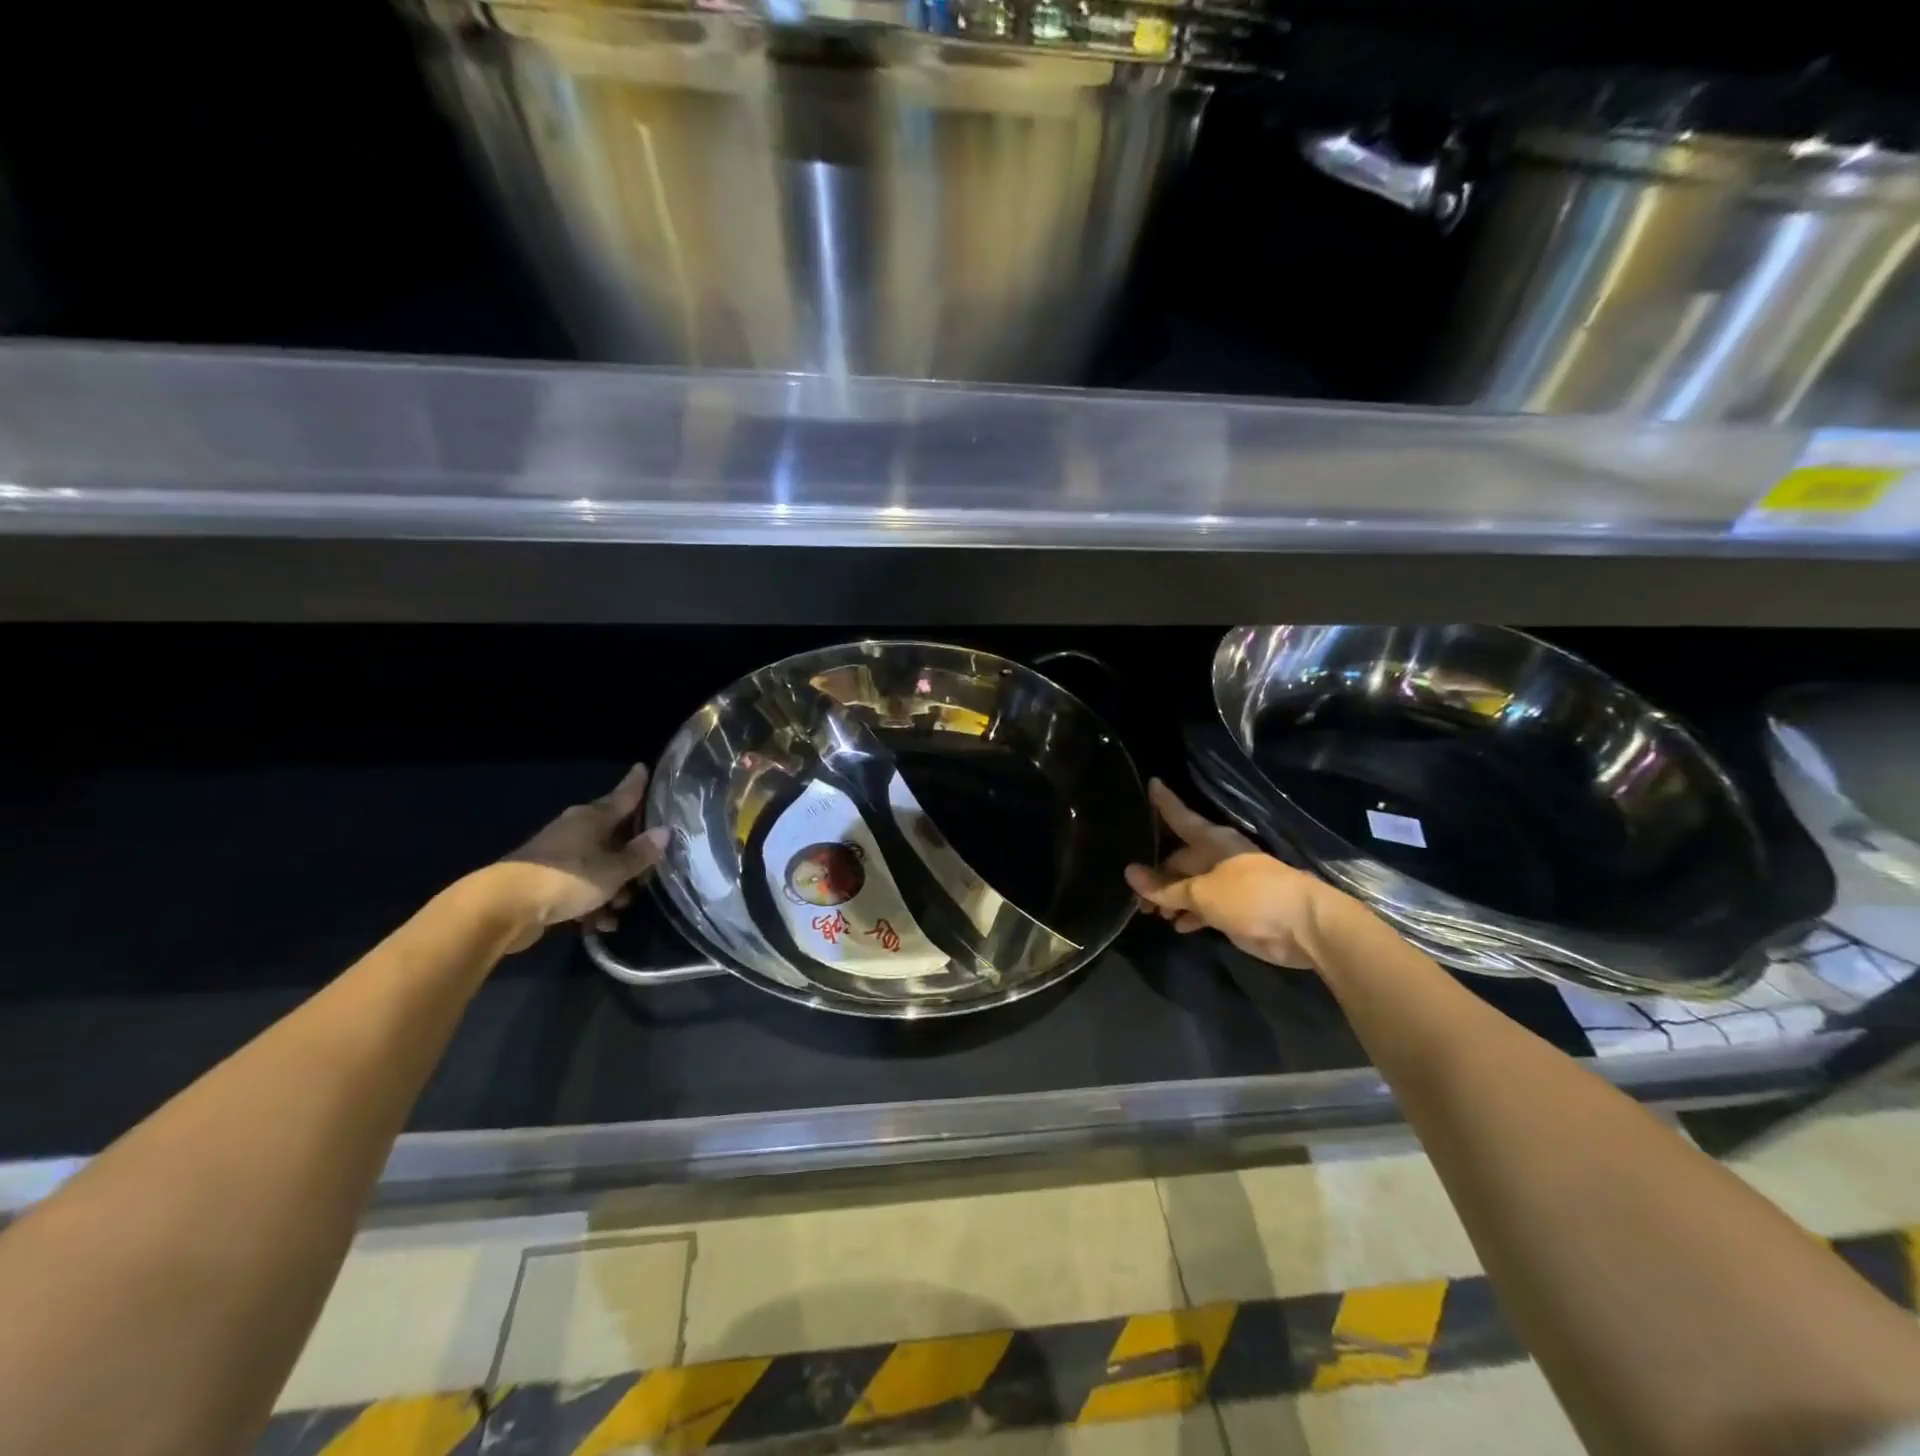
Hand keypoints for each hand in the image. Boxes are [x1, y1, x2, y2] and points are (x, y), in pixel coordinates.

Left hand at [490, 764, 669, 950]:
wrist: (505, 907)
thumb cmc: (568, 878)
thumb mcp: (614, 870)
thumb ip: (640, 853)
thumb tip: (664, 832)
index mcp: (593, 818)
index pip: (623, 795)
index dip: (637, 784)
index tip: (643, 767)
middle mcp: (576, 830)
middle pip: (613, 834)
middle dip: (632, 854)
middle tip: (652, 867)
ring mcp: (558, 855)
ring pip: (598, 865)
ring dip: (613, 886)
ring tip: (622, 909)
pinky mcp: (545, 881)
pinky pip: (579, 886)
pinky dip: (592, 902)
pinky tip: (600, 923)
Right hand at [1124, 778, 1344, 969]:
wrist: (1302, 927)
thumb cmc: (1249, 896)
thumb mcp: (1200, 892)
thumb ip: (1164, 887)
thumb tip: (1129, 873)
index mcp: (1210, 840)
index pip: (1179, 815)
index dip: (1163, 802)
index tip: (1151, 782)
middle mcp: (1216, 856)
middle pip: (1178, 858)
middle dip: (1155, 875)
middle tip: (1133, 895)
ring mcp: (1227, 882)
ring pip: (1188, 884)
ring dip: (1169, 898)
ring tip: (1150, 914)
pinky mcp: (1235, 907)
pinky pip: (1203, 905)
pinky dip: (1189, 914)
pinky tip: (1177, 926)